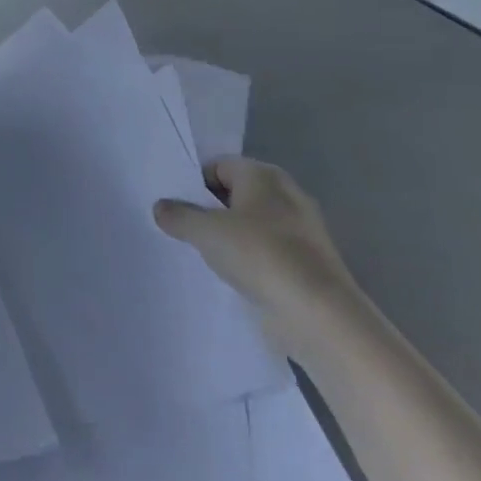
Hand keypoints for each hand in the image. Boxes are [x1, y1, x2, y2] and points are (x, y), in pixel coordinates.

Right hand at [154, 157, 354, 332]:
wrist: (319, 314)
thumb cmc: (260, 255)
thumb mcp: (205, 231)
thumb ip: (178, 215)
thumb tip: (161, 207)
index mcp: (264, 175)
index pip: (219, 166)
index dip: (194, 183)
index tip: (176, 207)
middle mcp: (286, 195)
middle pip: (236, 194)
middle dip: (210, 210)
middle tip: (184, 229)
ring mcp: (302, 230)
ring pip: (252, 225)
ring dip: (229, 237)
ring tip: (204, 255)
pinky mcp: (308, 263)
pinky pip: (268, 252)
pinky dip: (250, 260)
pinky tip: (233, 277)